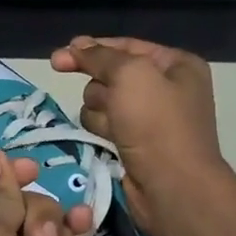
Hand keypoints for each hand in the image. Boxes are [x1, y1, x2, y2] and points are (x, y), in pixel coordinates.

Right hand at [50, 35, 226, 235]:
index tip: (58, 58)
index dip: (92, 49)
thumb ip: (99, 56)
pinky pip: (105, 126)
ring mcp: (150, 119)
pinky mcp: (135, 144)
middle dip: (101, 88)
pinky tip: (109, 142)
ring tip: (114, 129)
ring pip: (103, 102)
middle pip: (111, 75)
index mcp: (177, 66)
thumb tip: (75, 47)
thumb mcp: (129, 75)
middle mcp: (166, 89)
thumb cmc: (157, 124)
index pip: (126, 47)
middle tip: (110, 104)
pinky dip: (101, 131)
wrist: (173, 188)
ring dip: (99, 112)